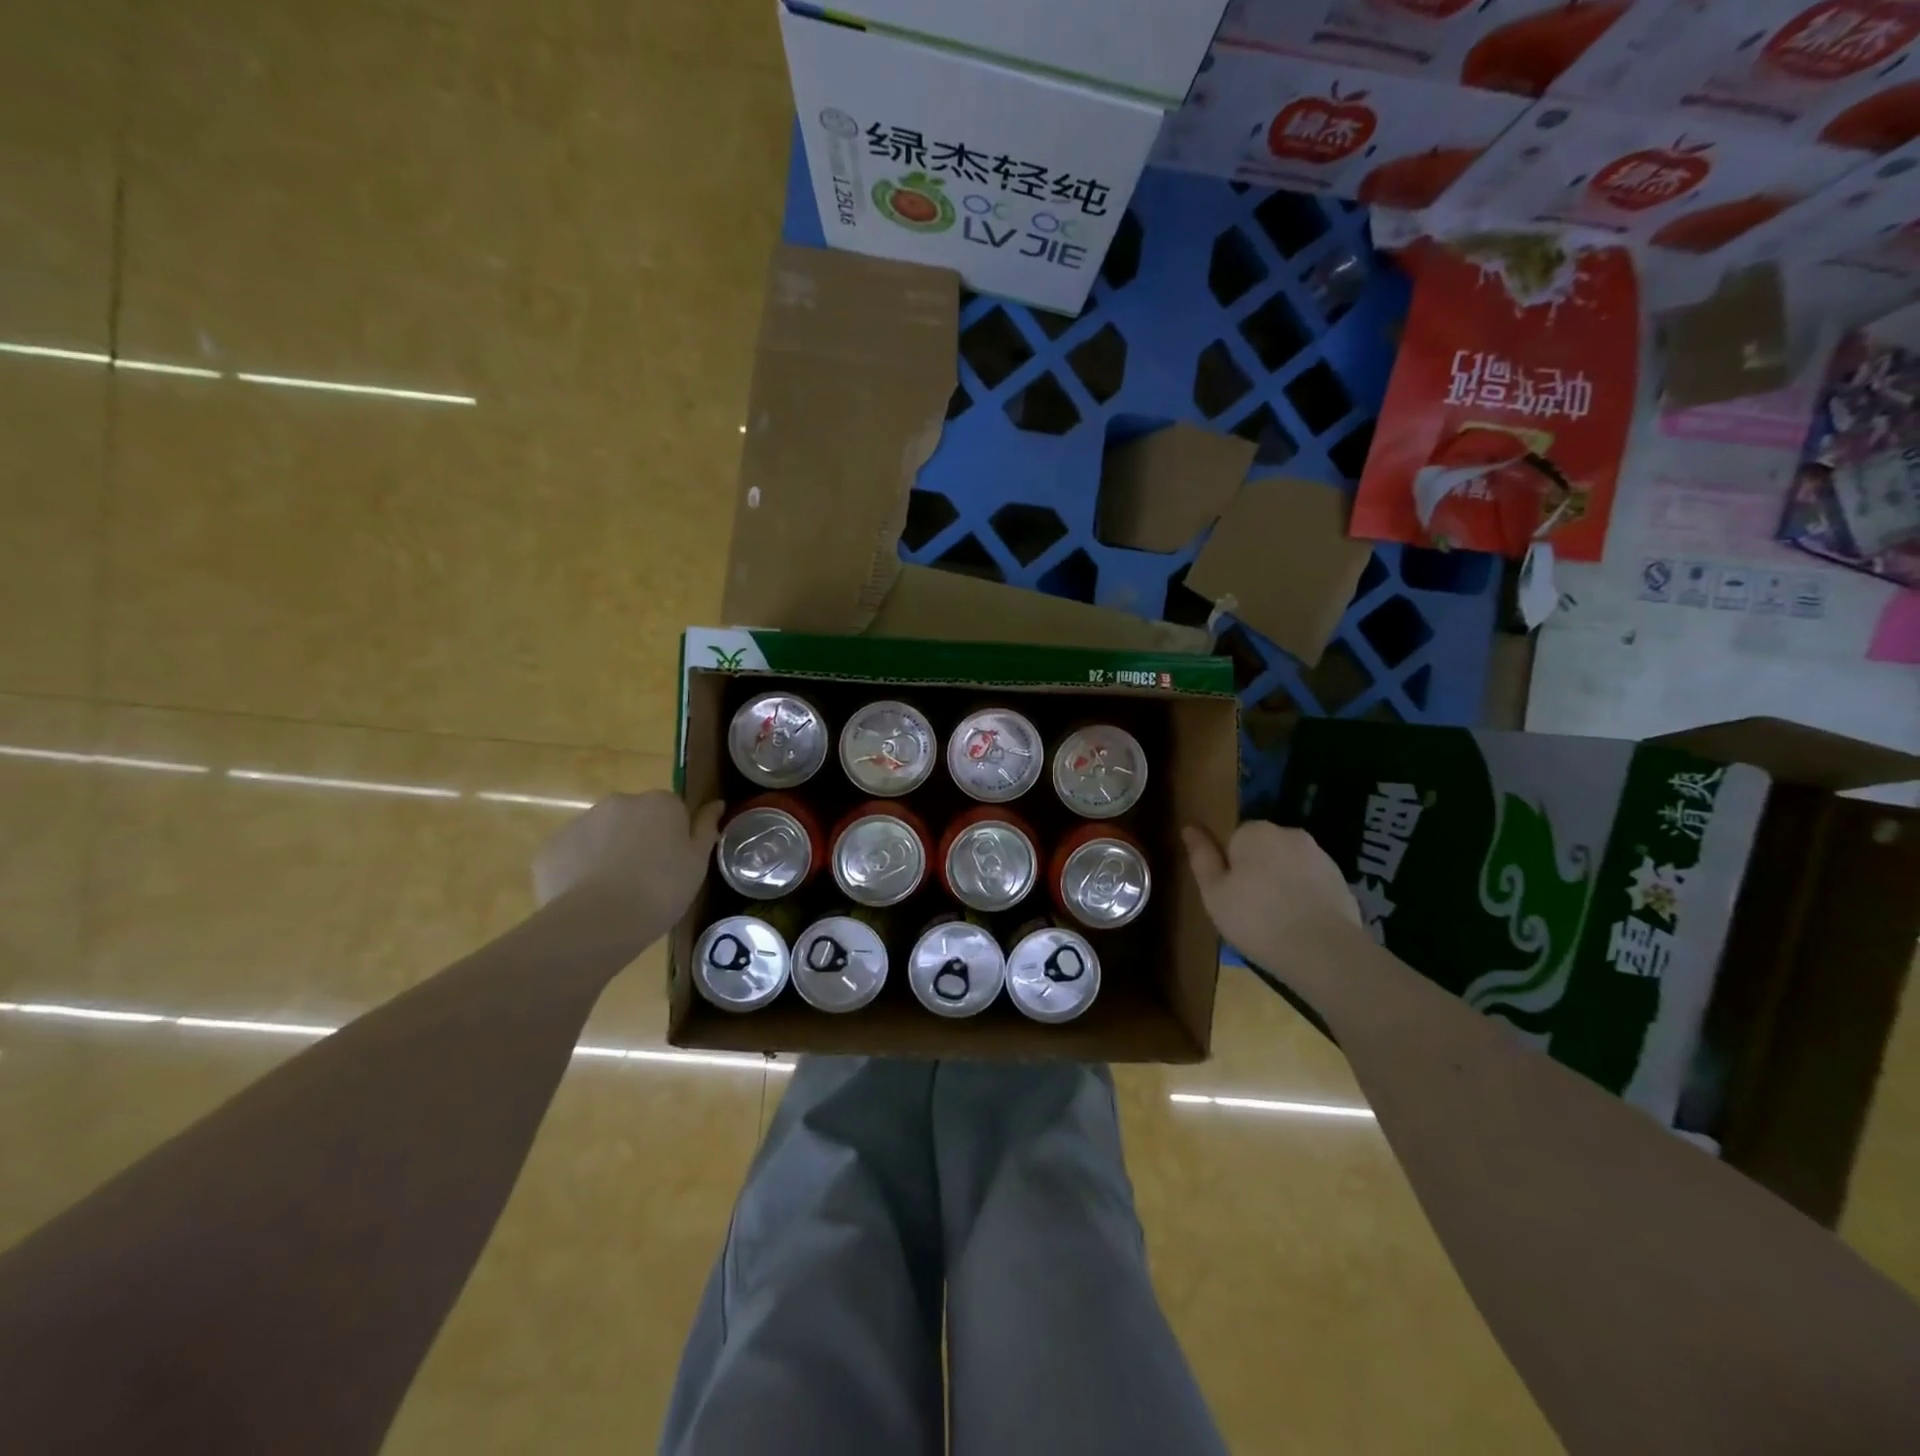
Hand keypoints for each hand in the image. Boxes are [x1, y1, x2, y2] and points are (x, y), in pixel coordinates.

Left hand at [533, 792, 722, 936]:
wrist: (598, 922)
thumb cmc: (661, 890)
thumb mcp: (697, 863)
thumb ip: (706, 828)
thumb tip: (716, 803)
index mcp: (659, 802)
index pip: (672, 809)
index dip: (674, 835)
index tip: (675, 863)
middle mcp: (619, 801)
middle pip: (635, 817)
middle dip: (639, 839)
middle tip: (647, 877)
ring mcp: (580, 822)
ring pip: (602, 834)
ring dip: (609, 852)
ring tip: (615, 891)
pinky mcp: (552, 848)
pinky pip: (573, 854)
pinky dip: (580, 869)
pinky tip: (588, 897)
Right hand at [1181, 820, 1359, 969]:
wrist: (1324, 952)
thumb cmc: (1256, 919)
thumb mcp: (1214, 893)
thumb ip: (1202, 857)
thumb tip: (1189, 827)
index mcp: (1255, 831)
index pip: (1232, 838)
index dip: (1227, 866)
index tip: (1227, 894)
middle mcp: (1289, 833)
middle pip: (1262, 849)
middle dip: (1255, 871)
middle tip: (1247, 909)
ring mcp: (1320, 856)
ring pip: (1288, 866)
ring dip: (1281, 884)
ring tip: (1275, 921)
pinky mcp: (1342, 881)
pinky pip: (1311, 884)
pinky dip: (1304, 898)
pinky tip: (1299, 926)